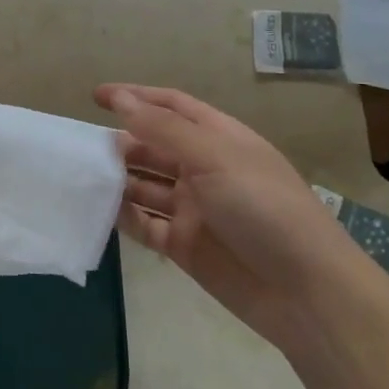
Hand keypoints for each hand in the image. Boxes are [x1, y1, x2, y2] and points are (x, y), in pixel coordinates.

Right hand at [94, 84, 384, 349]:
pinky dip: (123, 217)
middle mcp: (204, 170)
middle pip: (153, 147)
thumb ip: (162, 128)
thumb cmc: (264, 208)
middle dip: (121, 143)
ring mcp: (194, 209)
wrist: (305, 292)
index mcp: (219, 139)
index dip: (136, 98)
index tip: (96, 97)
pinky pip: (145, 225)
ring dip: (118, 180)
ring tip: (84, 178)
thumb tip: (119, 98)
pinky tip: (99, 211)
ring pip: (145, 186)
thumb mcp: (214, 157)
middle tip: (84, 148)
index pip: (172, 107)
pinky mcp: (184, 246)